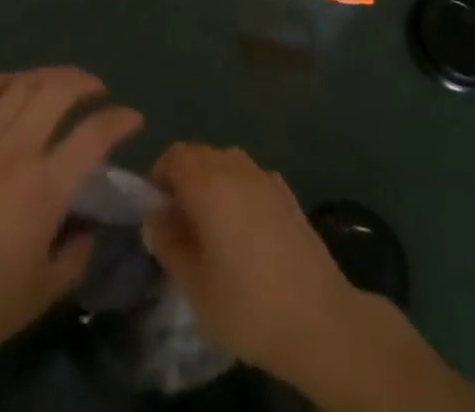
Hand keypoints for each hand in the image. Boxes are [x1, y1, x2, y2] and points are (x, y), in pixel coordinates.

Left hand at [0, 67, 141, 389]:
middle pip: (57, 92)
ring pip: (20, 86)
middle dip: (84, 81)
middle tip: (97, 90)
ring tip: (61, 82)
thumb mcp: (40, 295)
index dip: (120, 120)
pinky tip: (11, 84)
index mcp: (44, 188)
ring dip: (48, 75)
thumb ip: (74, 257)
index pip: (94, 136)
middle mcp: (16, 151)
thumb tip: (86, 228)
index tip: (132, 119)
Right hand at [142, 144, 364, 387]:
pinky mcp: (288, 193)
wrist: (318, 319)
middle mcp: (237, 168)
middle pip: (201, 155)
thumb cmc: (248, 305)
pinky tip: (245, 233)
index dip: (160, 177)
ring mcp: (266, 177)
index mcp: (210, 183)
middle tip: (181, 225)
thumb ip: (168, 244)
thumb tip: (156, 218)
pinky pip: (250, 178)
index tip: (158, 213)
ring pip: (227, 163)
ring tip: (212, 229)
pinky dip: (238, 192)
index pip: (175, 156)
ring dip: (212, 184)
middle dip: (184, 180)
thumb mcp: (194, 286)